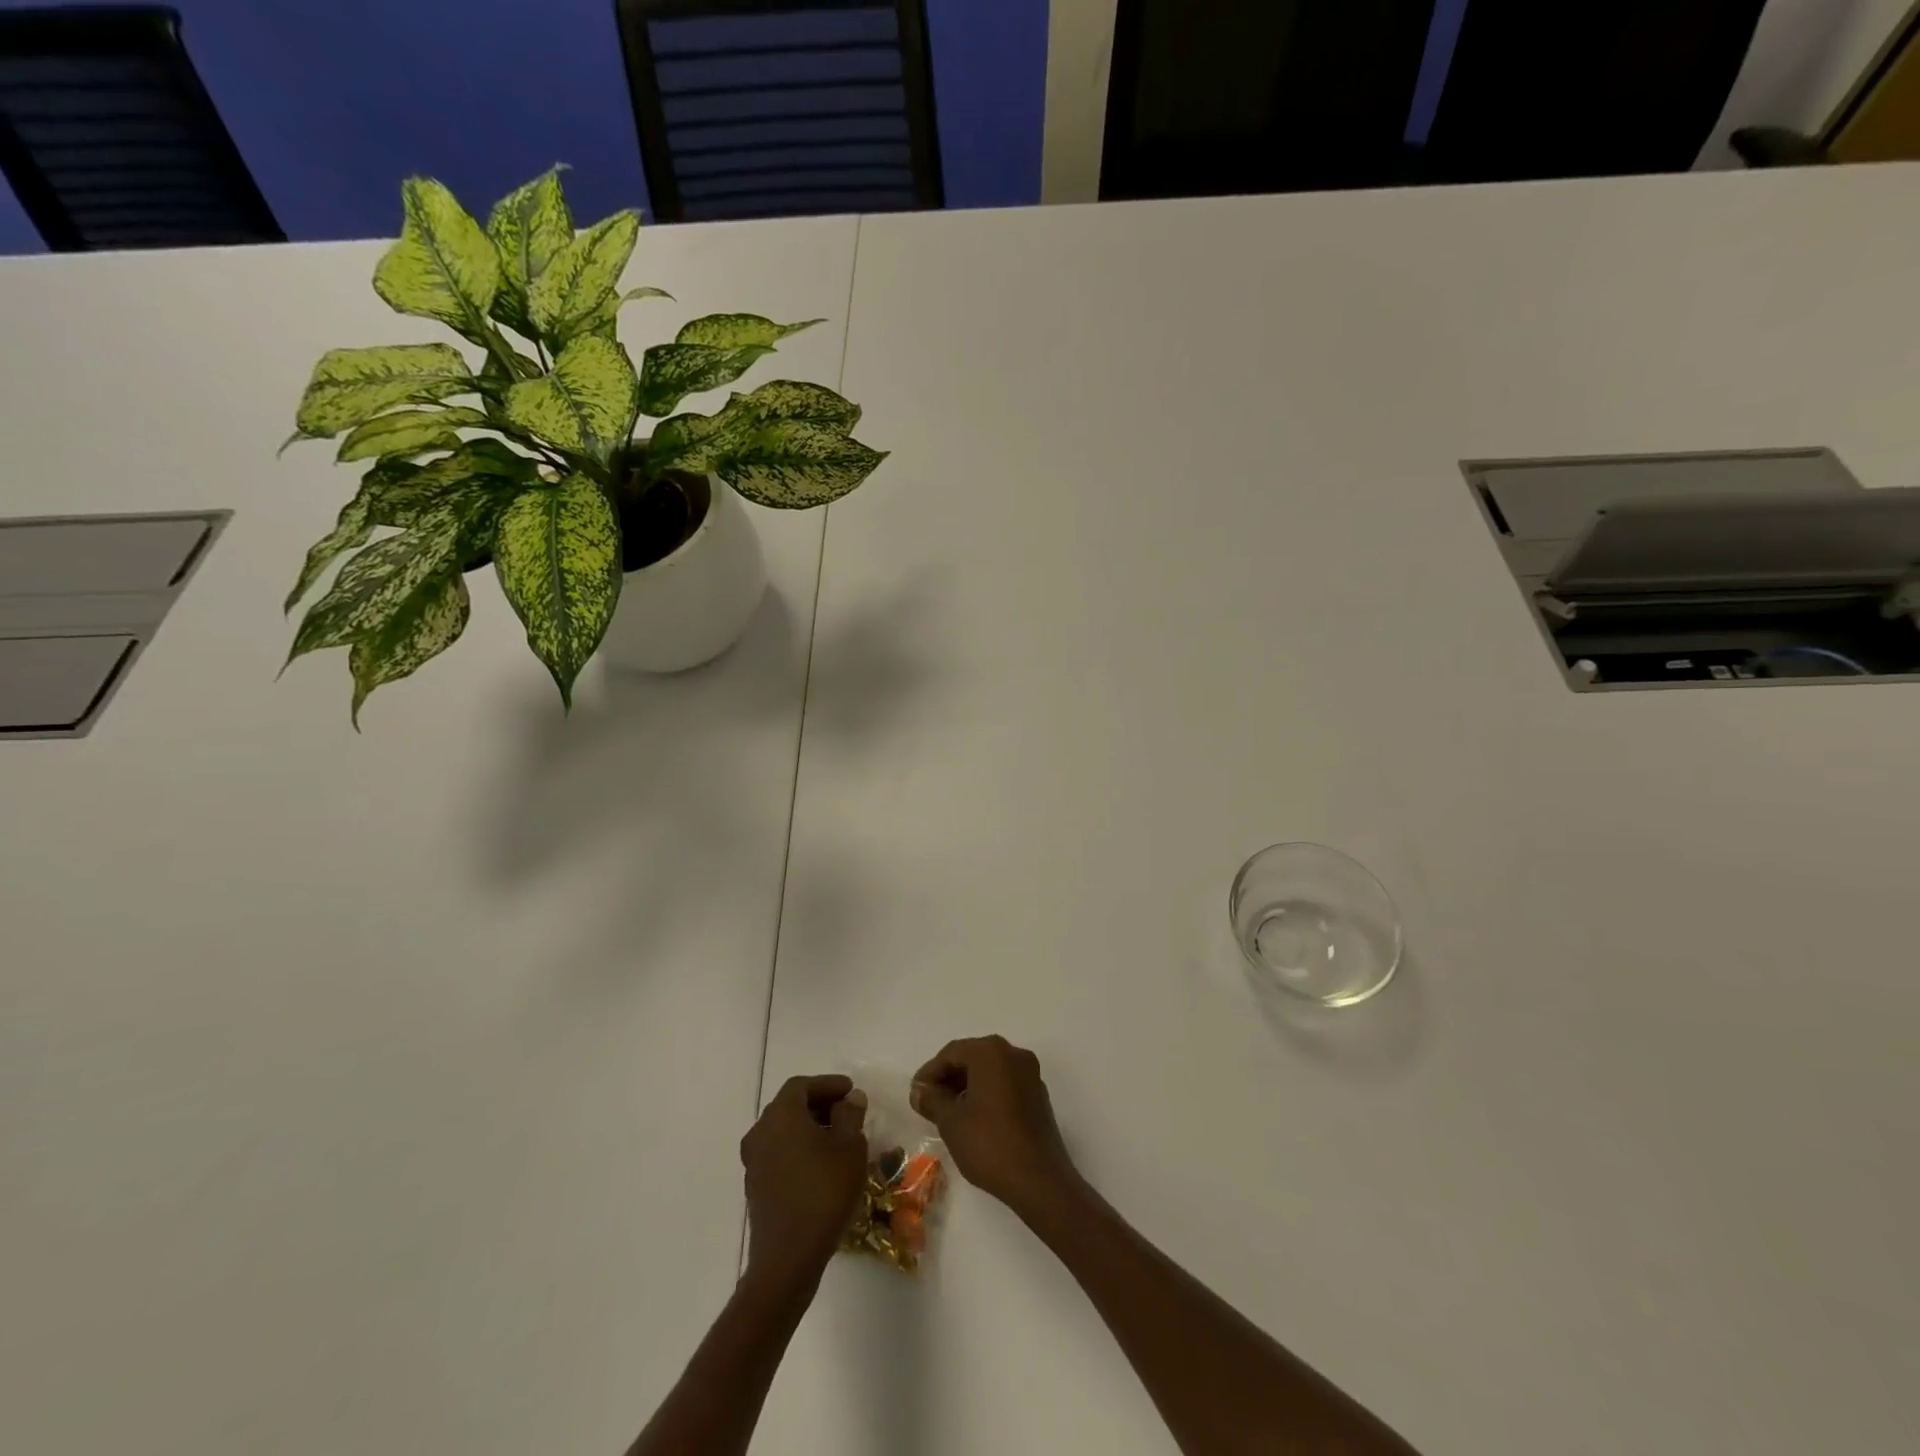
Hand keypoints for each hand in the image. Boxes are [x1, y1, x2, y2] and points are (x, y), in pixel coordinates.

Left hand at [741, 1074, 867, 1286]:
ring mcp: (753, 1161)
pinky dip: (797, 1148)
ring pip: (782, 1130)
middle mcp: (761, 1131)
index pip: (802, 1085)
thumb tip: (850, 1098)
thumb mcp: (850, 1148)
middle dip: (818, 1104)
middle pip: (789, 1105)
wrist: (788, 1257)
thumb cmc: (824, 1192)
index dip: (827, 1084)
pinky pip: (777, 1153)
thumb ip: (850, 1115)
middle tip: (846, 1112)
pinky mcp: (754, 1186)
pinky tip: (820, 1165)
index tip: (850, 1091)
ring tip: (837, 1139)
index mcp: (781, 1115)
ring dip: (807, 1127)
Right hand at [911, 1035, 1080, 1215]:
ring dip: (967, 1085)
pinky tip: (974, 1118)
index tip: (916, 1093)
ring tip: (948, 1111)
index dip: (930, 1072)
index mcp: (991, 1052)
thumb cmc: (990, 1145)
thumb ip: (932, 1099)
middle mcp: (1014, 1054)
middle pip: (972, 1057)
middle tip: (929, 1101)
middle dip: (949, 1077)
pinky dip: (987, 1093)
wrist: (1040, 1181)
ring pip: (990, 1070)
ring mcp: (1030, 1074)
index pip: (952, 1052)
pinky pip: (1005, 1083)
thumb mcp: (951, 1122)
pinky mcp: (1038, 1095)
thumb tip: (920, 1090)